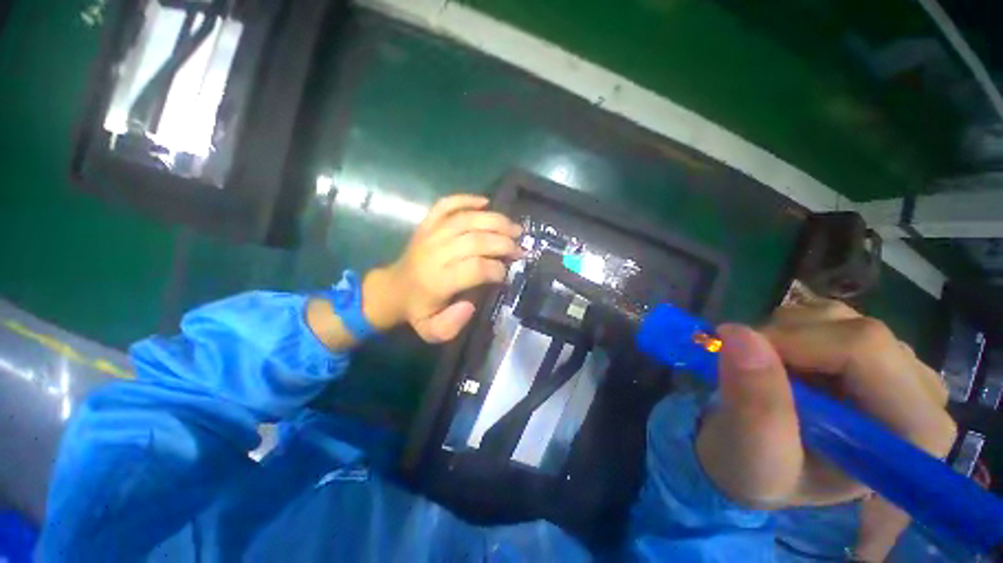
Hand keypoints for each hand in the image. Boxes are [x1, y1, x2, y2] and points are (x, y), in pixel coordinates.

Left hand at [362, 194, 522, 342]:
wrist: (392, 289)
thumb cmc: (417, 310)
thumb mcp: (431, 330)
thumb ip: (451, 325)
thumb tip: (471, 304)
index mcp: (436, 281)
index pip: (475, 268)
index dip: (497, 269)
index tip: (508, 273)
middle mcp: (434, 253)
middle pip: (475, 240)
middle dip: (503, 243)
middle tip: (520, 249)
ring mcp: (429, 234)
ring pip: (466, 219)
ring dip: (495, 221)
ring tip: (515, 228)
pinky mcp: (426, 224)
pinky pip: (446, 204)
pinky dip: (466, 199)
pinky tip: (485, 202)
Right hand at [696, 300, 955, 509]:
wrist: (756, 463)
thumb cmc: (760, 473)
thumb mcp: (753, 456)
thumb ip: (755, 405)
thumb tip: (738, 334)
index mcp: (913, 432)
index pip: (866, 349)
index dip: (795, 344)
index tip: (741, 359)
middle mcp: (922, 393)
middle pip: (856, 330)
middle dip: (785, 341)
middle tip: (747, 370)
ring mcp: (900, 367)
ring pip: (838, 317)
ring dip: (783, 335)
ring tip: (764, 373)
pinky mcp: (873, 351)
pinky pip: (825, 316)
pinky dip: (787, 331)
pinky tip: (780, 363)